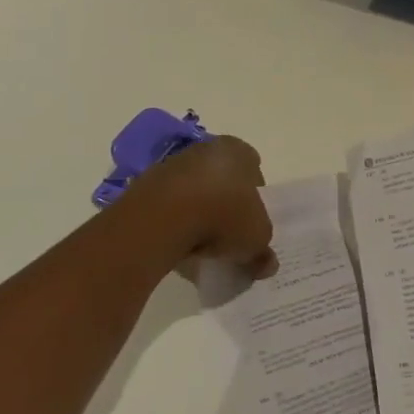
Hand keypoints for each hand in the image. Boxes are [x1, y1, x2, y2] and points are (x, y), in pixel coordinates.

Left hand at [126, 136, 277, 279]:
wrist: (163, 218)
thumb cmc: (223, 216)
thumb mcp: (256, 239)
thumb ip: (263, 250)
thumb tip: (266, 264)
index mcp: (239, 151)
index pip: (253, 168)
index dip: (255, 195)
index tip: (250, 220)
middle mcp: (207, 149)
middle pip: (223, 177)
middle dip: (225, 202)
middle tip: (228, 233)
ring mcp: (174, 163)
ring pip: (194, 189)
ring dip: (198, 211)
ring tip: (201, 244)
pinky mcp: (148, 184)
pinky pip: (170, 203)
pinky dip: (175, 220)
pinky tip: (178, 243)